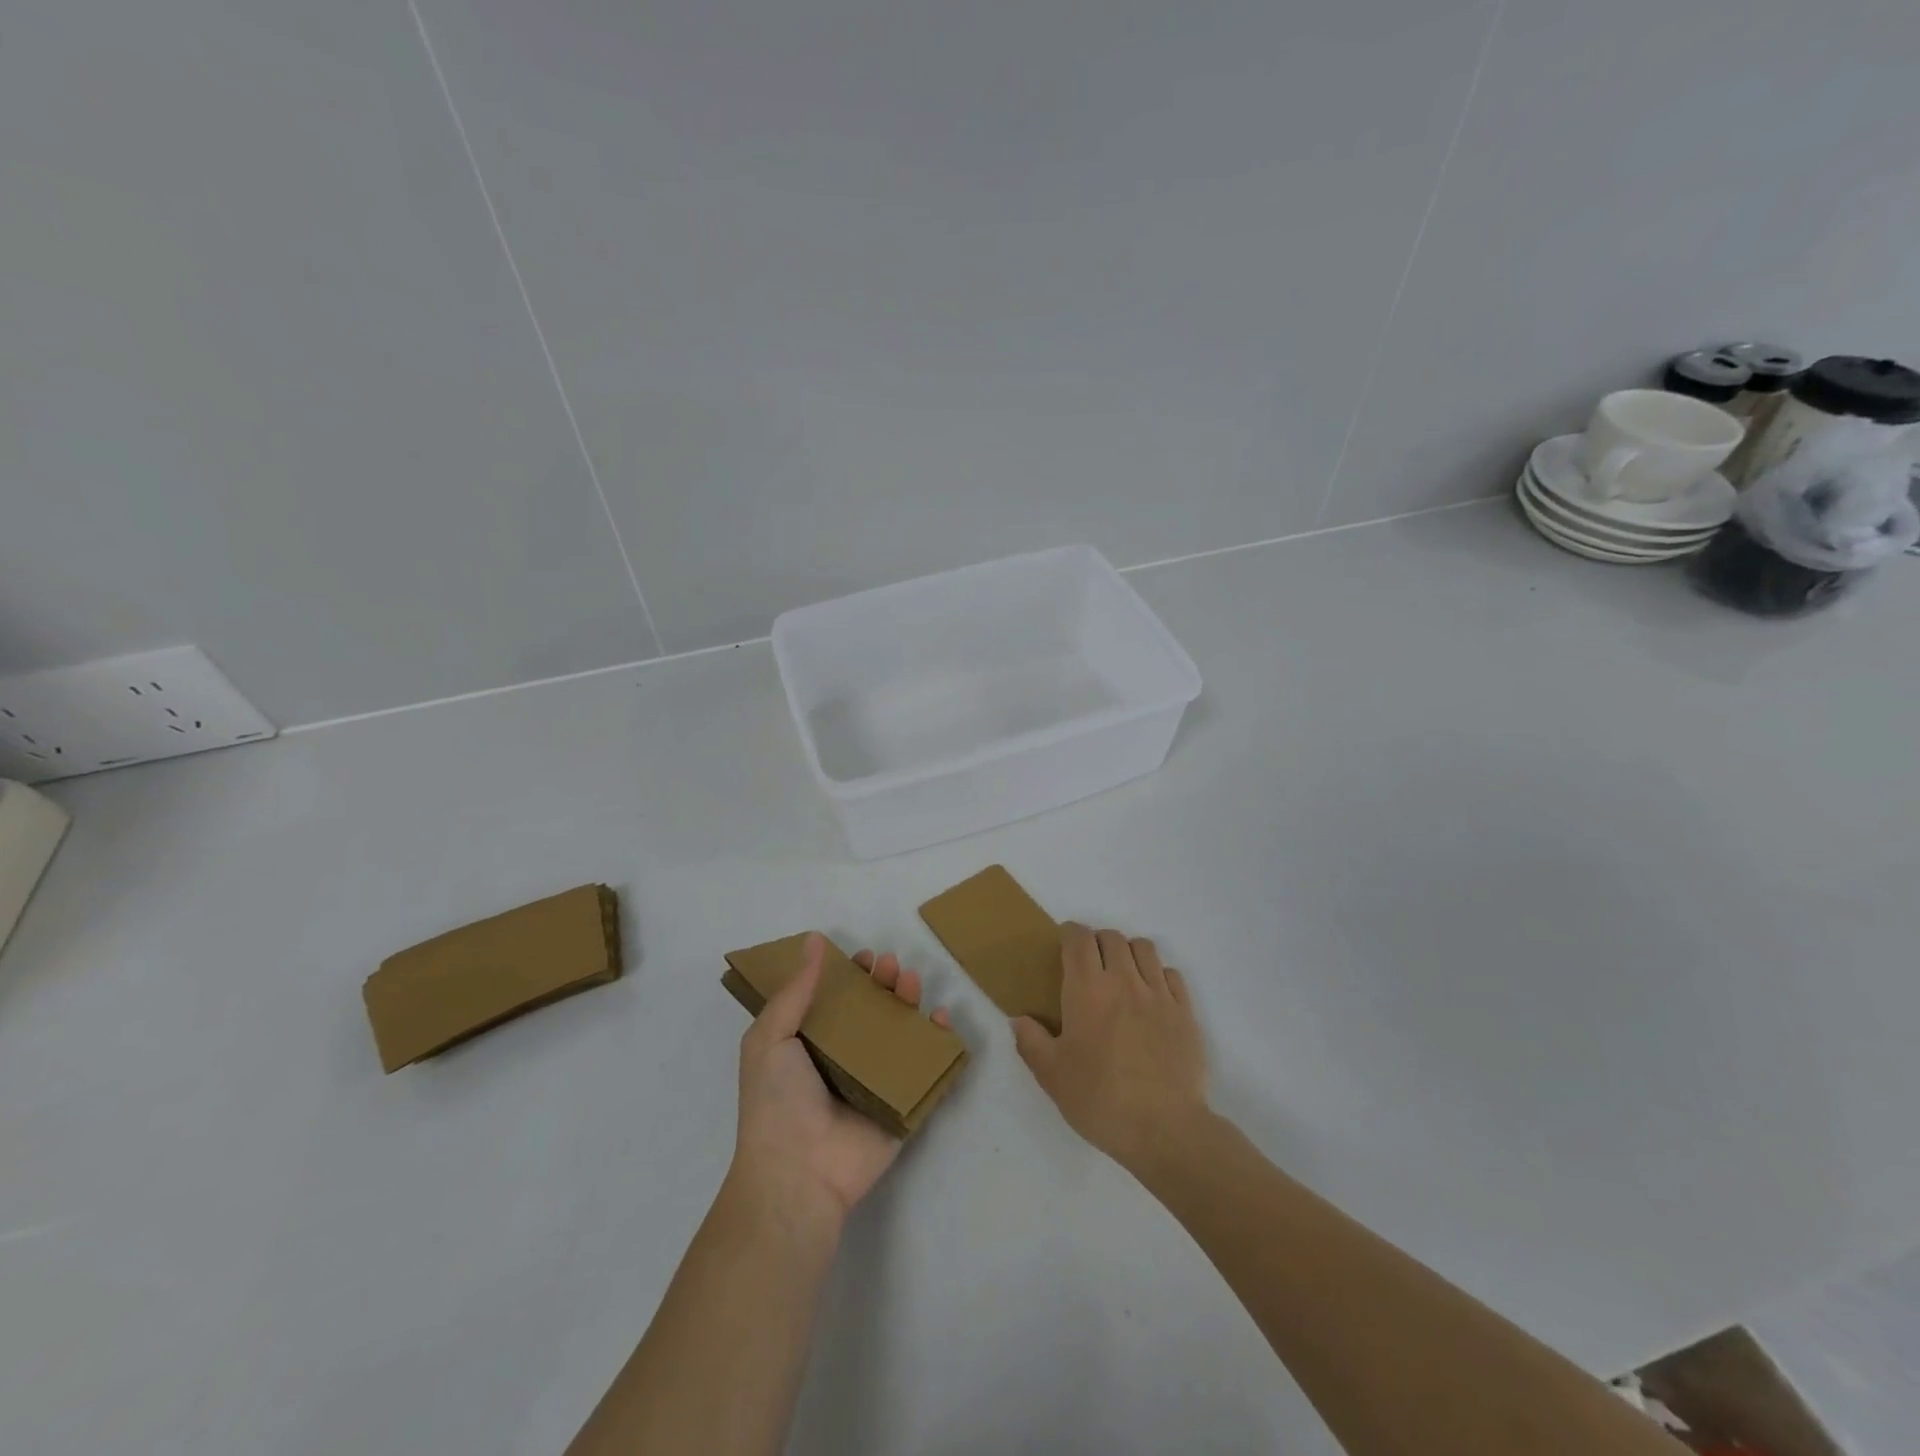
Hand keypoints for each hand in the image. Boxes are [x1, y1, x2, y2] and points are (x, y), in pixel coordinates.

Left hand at [729, 934, 952, 1233]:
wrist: (798, 1174)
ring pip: (902, 1033)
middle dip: (884, 983)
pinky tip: (940, 1019)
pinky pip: (927, 1070)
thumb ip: (795, 991)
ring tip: (911, 981)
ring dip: (910, 1003)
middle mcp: (846, 1059)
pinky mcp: (903, 1105)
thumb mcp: (769, 1038)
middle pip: (873, 1011)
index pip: (837, 1000)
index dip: (851, 975)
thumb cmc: (777, 1102)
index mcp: (812, 1044)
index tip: (862, 957)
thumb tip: (813, 940)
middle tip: (890, 966)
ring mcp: (877, 1082)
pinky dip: (940, 1044)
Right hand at [1011, 923, 1209, 1176]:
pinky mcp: (1185, 1012)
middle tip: (1090, 965)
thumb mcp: (1052, 1076)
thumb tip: (1019, 1019)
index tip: (1063, 945)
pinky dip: (1158, 975)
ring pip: (1144, 948)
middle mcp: (1124, 980)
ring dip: (1128, 952)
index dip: (1070, 934)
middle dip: (1097, 942)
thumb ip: (1031, 1041)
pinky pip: (1171, 974)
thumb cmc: (1100, 1100)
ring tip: (1122, 975)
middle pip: (1111, 938)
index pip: (1078, 938)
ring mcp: (1159, 994)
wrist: (1165, 1129)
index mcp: (1087, 990)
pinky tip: (1151, 997)